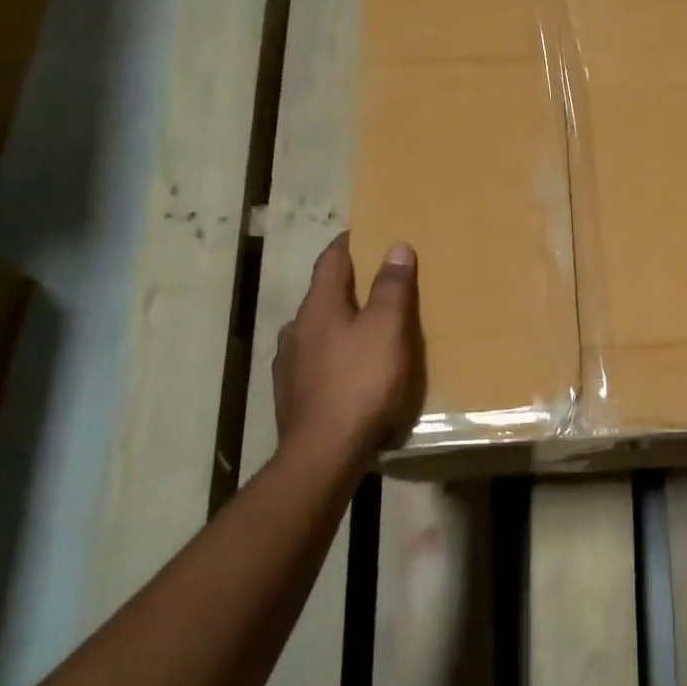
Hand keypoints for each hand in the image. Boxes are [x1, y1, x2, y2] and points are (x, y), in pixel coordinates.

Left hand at [274, 234, 422, 467]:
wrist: (323, 453)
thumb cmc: (360, 383)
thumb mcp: (387, 329)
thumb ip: (392, 287)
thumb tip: (396, 246)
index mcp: (318, 307)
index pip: (331, 260)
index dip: (349, 243)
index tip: (367, 232)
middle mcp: (296, 329)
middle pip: (323, 295)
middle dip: (348, 284)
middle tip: (378, 280)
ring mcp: (289, 365)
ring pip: (317, 330)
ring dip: (339, 321)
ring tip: (365, 326)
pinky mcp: (292, 395)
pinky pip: (315, 361)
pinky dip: (334, 353)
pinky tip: (348, 368)